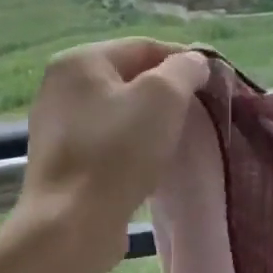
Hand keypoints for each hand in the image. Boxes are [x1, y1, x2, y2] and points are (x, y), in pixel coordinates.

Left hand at [14, 37, 209, 263]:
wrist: (71, 225)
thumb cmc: (117, 152)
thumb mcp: (162, 97)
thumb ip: (184, 70)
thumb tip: (194, 63)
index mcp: (79, 61)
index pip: (143, 47)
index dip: (184, 60)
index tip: (214, 83)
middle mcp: (60, 87)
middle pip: (129, 79)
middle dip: (167, 94)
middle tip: (199, 113)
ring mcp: (57, 127)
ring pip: (119, 113)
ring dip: (151, 123)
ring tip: (178, 141)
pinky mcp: (63, 163)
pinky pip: (108, 143)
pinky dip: (132, 148)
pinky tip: (150, 165)